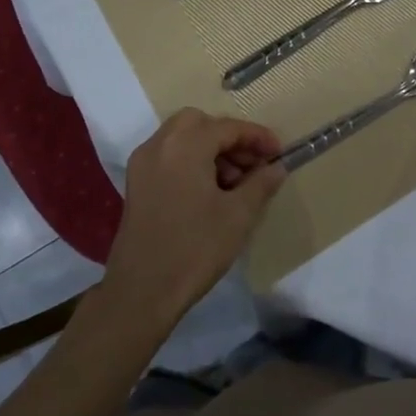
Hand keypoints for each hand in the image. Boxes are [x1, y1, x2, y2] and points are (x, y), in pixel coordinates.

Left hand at [105, 109, 285, 325]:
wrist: (142, 292)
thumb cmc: (195, 248)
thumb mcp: (238, 215)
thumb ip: (261, 183)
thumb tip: (276, 167)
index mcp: (185, 145)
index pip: (228, 127)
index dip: (258, 138)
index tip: (279, 154)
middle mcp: (159, 144)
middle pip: (200, 123)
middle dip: (230, 138)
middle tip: (252, 164)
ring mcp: (143, 163)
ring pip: (182, 138)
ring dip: (210, 149)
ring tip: (234, 183)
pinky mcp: (136, 184)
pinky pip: (169, 156)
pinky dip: (191, 161)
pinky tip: (209, 191)